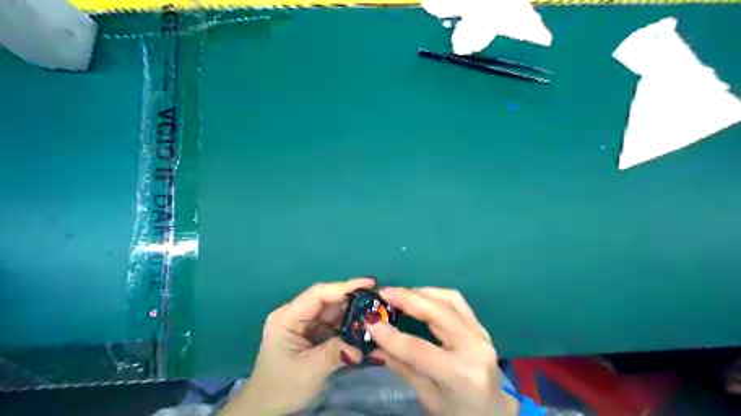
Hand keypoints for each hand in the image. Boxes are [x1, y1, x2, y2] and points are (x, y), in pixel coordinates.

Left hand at [218, 275, 373, 415]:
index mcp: (287, 318)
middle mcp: (296, 315)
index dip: (344, 286)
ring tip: (376, 313)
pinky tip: (364, 327)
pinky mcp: (312, 333)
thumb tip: (362, 348)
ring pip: (333, 311)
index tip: (370, 283)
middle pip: (328, 300)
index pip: (318, 295)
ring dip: (353, 313)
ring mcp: (304, 324)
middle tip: (379, 300)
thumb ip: (335, 353)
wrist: (266, 408)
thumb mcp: (308, 371)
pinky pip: (333, 323)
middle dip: (353, 300)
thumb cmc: (281, 388)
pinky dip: (348, 325)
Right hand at [365, 288, 516, 415]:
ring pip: (448, 300)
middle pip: (437, 313)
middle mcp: (474, 347)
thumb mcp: (429, 399)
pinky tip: (420, 296)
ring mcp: (481, 333)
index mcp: (462, 374)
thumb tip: (375, 346)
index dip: (392, 335)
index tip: (370, 322)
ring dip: (420, 292)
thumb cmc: (460, 412)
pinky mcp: (480, 326)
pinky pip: (456, 301)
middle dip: (406, 299)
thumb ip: (403, 368)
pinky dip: (435, 294)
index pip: (420, 349)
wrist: (496, 412)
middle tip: (383, 293)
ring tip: (398, 293)